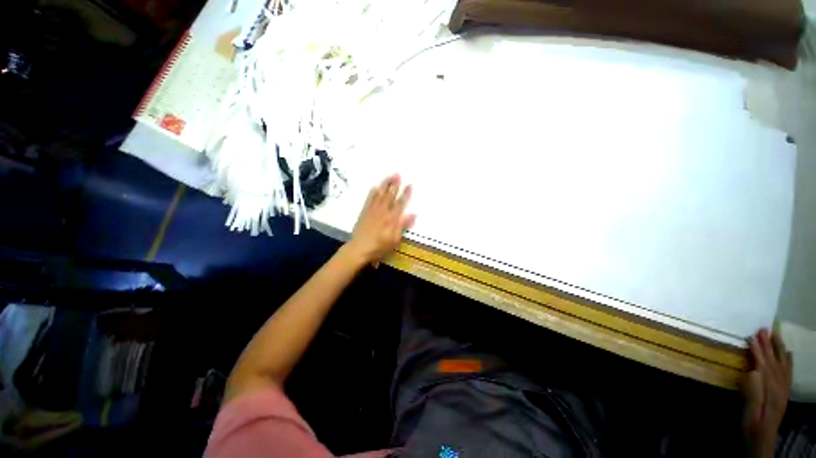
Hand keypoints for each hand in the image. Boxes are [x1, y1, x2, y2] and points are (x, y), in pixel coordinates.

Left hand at [346, 174, 415, 264]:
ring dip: (385, 185)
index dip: (405, 194)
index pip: (400, 203)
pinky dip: (372, 193)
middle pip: (390, 196)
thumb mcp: (395, 239)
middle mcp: (383, 212)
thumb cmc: (380, 246)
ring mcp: (373, 211)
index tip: (410, 184)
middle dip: (395, 185)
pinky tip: (375, 187)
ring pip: (380, 195)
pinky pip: (369, 200)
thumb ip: (403, 225)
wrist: (360, 248)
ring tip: (389, 176)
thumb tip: (413, 214)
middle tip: (398, 174)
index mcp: (392, 219)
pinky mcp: (364, 212)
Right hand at [742, 328, 791, 457]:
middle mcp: (780, 389)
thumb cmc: (751, 426)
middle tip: (763, 329)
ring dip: (779, 350)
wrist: (761, 441)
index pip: (764, 367)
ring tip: (775, 335)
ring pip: (783, 366)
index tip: (751, 338)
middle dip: (769, 347)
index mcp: (771, 393)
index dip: (758, 353)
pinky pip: (788, 375)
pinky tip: (789, 354)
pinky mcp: (784, 393)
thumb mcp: (750, 413)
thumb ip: (753, 393)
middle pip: (775, 364)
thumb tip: (752, 371)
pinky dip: (789, 362)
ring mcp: (784, 391)